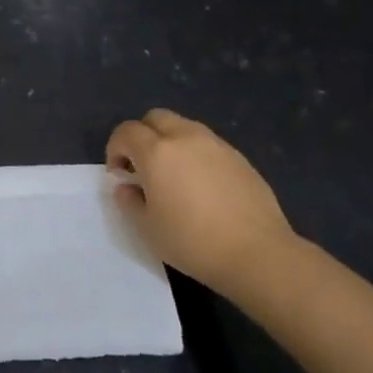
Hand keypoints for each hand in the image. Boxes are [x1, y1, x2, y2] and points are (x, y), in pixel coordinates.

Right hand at [106, 108, 299, 292]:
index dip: (115, 149)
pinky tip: (201, 185)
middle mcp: (186, 138)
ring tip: (173, 174)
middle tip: (142, 167)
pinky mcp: (240, 158)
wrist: (257, 254)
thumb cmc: (192, 241)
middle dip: (142, 136)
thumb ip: (129, 201)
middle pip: (155, 118)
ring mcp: (217, 145)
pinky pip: (208, 144)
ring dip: (170, 141)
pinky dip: (195, 154)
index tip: (119, 175)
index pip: (126, 132)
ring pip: (184, 127)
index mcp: (157, 152)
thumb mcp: (147, 228)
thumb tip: (127, 187)